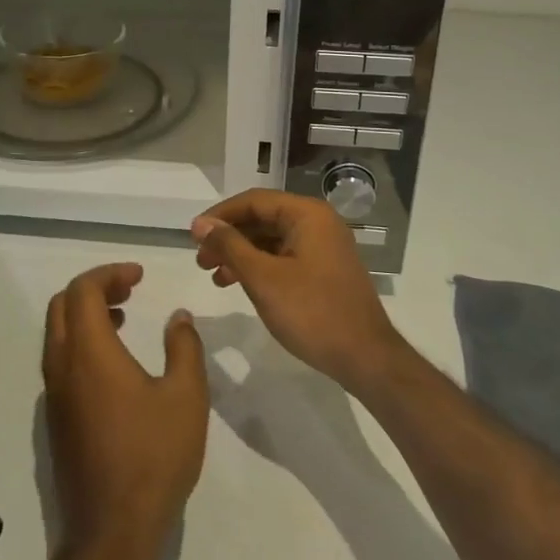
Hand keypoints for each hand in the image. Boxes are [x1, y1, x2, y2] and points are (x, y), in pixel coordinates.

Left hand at [42, 263, 208, 559]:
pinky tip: (114, 362)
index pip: (83, 289)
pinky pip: (60, 360)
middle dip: (94, 288)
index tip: (139, 276)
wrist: (112, 533)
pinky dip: (81, 341)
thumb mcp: (186, 397)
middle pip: (62, 305)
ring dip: (85, 314)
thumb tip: (178, 317)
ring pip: (58, 332)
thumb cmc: (153, 458)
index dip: (110, 273)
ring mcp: (54, 395)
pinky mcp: (55, 419)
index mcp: (88, 352)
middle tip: (130, 290)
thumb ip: (184, 347)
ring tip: (123, 316)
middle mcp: (62, 366)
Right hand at [192, 191, 408, 393]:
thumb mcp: (263, 278)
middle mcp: (318, 223)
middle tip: (201, 260)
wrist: (366, 358)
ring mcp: (324, 247)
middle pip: (263, 219)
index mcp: (307, 214)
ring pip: (272, 240)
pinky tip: (241, 285)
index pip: (254, 201)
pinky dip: (260, 267)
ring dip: (241, 254)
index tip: (193, 236)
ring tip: (216, 276)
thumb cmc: (312, 312)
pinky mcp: (325, 270)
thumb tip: (201, 223)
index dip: (220, 216)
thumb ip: (230, 246)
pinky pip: (285, 257)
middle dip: (229, 238)